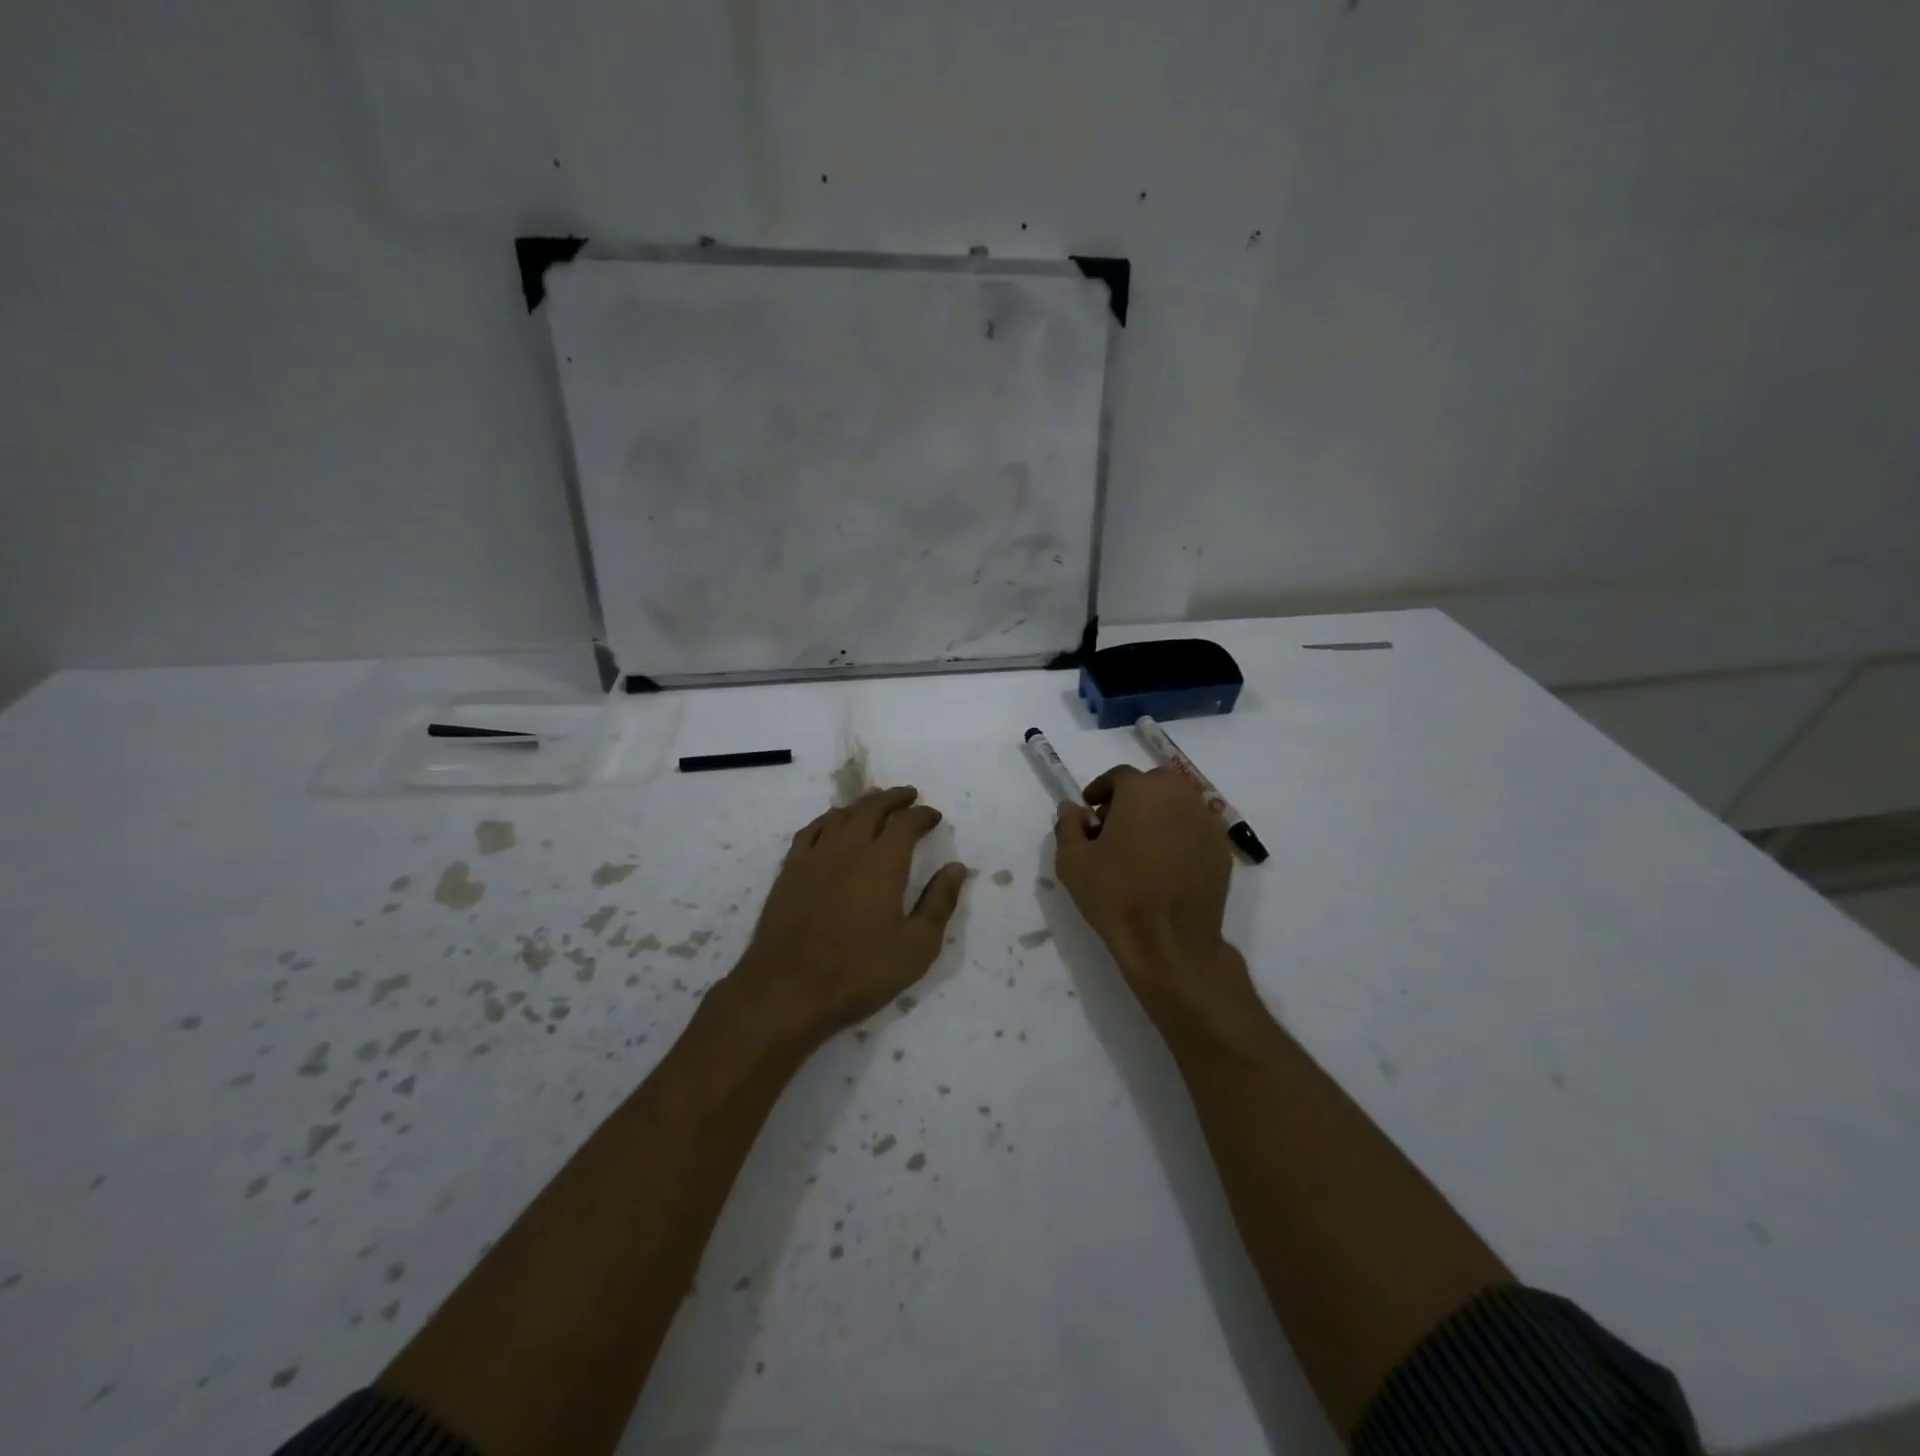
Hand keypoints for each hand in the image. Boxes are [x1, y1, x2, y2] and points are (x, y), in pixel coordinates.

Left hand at [733, 786, 968, 1042]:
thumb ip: (939, 902)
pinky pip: (811, 831)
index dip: (922, 815)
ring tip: (874, 803)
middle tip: (908, 795)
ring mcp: (814, 856)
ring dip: (862, 804)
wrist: (787, 990)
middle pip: (872, 808)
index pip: (907, 823)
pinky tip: (832, 825)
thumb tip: (956, 868)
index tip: (933, 816)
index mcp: (883, 861)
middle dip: (893, 798)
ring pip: (841, 815)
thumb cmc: (859, 972)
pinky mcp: (789, 871)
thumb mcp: (916, 946)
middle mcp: (849, 848)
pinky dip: (828, 820)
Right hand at [1054, 766, 1251, 1016]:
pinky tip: (1167, 861)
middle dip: (1133, 796)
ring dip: (1159, 812)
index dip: (1101, 789)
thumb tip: (1072, 807)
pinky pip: (1196, 828)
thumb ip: (1068, 825)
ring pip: (1179, 803)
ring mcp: (1206, 822)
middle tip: (1116, 824)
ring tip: (1142, 843)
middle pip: (1154, 783)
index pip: (1119, 776)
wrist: (1169, 942)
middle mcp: (1180, 796)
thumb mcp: (1073, 861)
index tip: (1090, 808)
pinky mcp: (1222, 848)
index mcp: (1142, 791)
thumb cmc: (1116, 896)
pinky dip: (1180, 833)